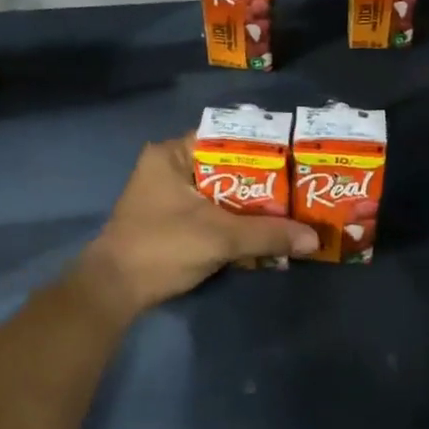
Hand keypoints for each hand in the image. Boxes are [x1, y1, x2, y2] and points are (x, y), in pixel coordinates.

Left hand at [76, 136, 318, 318]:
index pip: (227, 137)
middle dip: (264, 183)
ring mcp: (170, 196)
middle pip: (228, 167)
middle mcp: (170, 167)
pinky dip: (236, 223)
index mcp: (173, 154)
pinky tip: (265, 235)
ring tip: (292, 212)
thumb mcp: (220, 237)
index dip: (264, 147)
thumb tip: (314, 239)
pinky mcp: (172, 221)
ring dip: (252, 207)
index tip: (296, 158)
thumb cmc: (162, 247)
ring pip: (222, 193)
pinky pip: (213, 213)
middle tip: (301, 189)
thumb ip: (268, 234)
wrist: (114, 291)